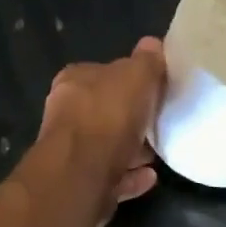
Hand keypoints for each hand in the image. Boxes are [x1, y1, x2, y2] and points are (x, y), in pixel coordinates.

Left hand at [37, 37, 165, 222]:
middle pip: (105, 112)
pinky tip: (150, 177)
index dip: (129, 80)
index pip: (103, 73)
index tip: (153, 90)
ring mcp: (70, 152)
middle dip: (131, 118)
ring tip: (158, 153)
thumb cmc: (108, 114)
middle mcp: (66, 113)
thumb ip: (146, 61)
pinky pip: (111, 177)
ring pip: (106, 147)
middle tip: (159, 122)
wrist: (82, 173)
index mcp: (75, 81)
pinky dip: (130, 176)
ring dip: (132, 150)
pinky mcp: (79, 183)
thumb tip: (152, 44)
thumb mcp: (136, 75)